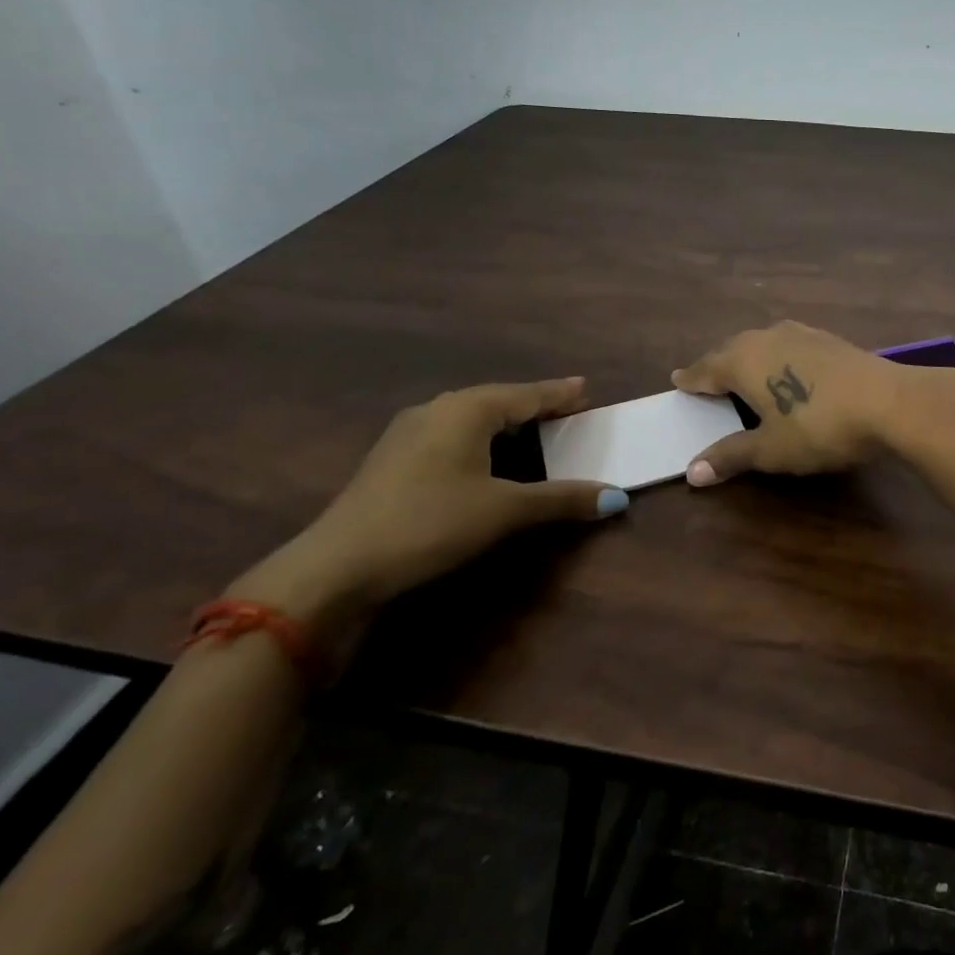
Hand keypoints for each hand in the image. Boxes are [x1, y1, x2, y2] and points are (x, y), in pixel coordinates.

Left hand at [234, 380, 626, 623]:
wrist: (337, 565)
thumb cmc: (430, 523)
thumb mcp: (504, 510)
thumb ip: (562, 499)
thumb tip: (617, 497)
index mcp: (467, 409)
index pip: (526, 394)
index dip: (559, 394)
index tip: (586, 389)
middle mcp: (437, 409)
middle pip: (498, 400)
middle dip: (533, 404)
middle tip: (566, 408)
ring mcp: (408, 433)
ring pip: (470, 416)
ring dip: (504, 421)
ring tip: (531, 428)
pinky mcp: (392, 459)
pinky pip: (450, 434)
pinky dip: (479, 438)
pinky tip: (482, 456)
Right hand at [672, 321, 919, 484]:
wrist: (890, 402)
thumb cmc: (819, 427)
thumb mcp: (771, 449)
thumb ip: (731, 455)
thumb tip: (692, 472)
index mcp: (742, 360)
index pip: (705, 369)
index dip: (691, 380)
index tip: (678, 382)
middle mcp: (766, 337)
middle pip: (731, 350)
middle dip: (718, 367)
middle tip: (708, 382)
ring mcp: (800, 333)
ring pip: (762, 343)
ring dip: (749, 359)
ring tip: (745, 375)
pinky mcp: (828, 338)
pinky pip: (788, 345)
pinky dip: (778, 358)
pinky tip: (788, 370)